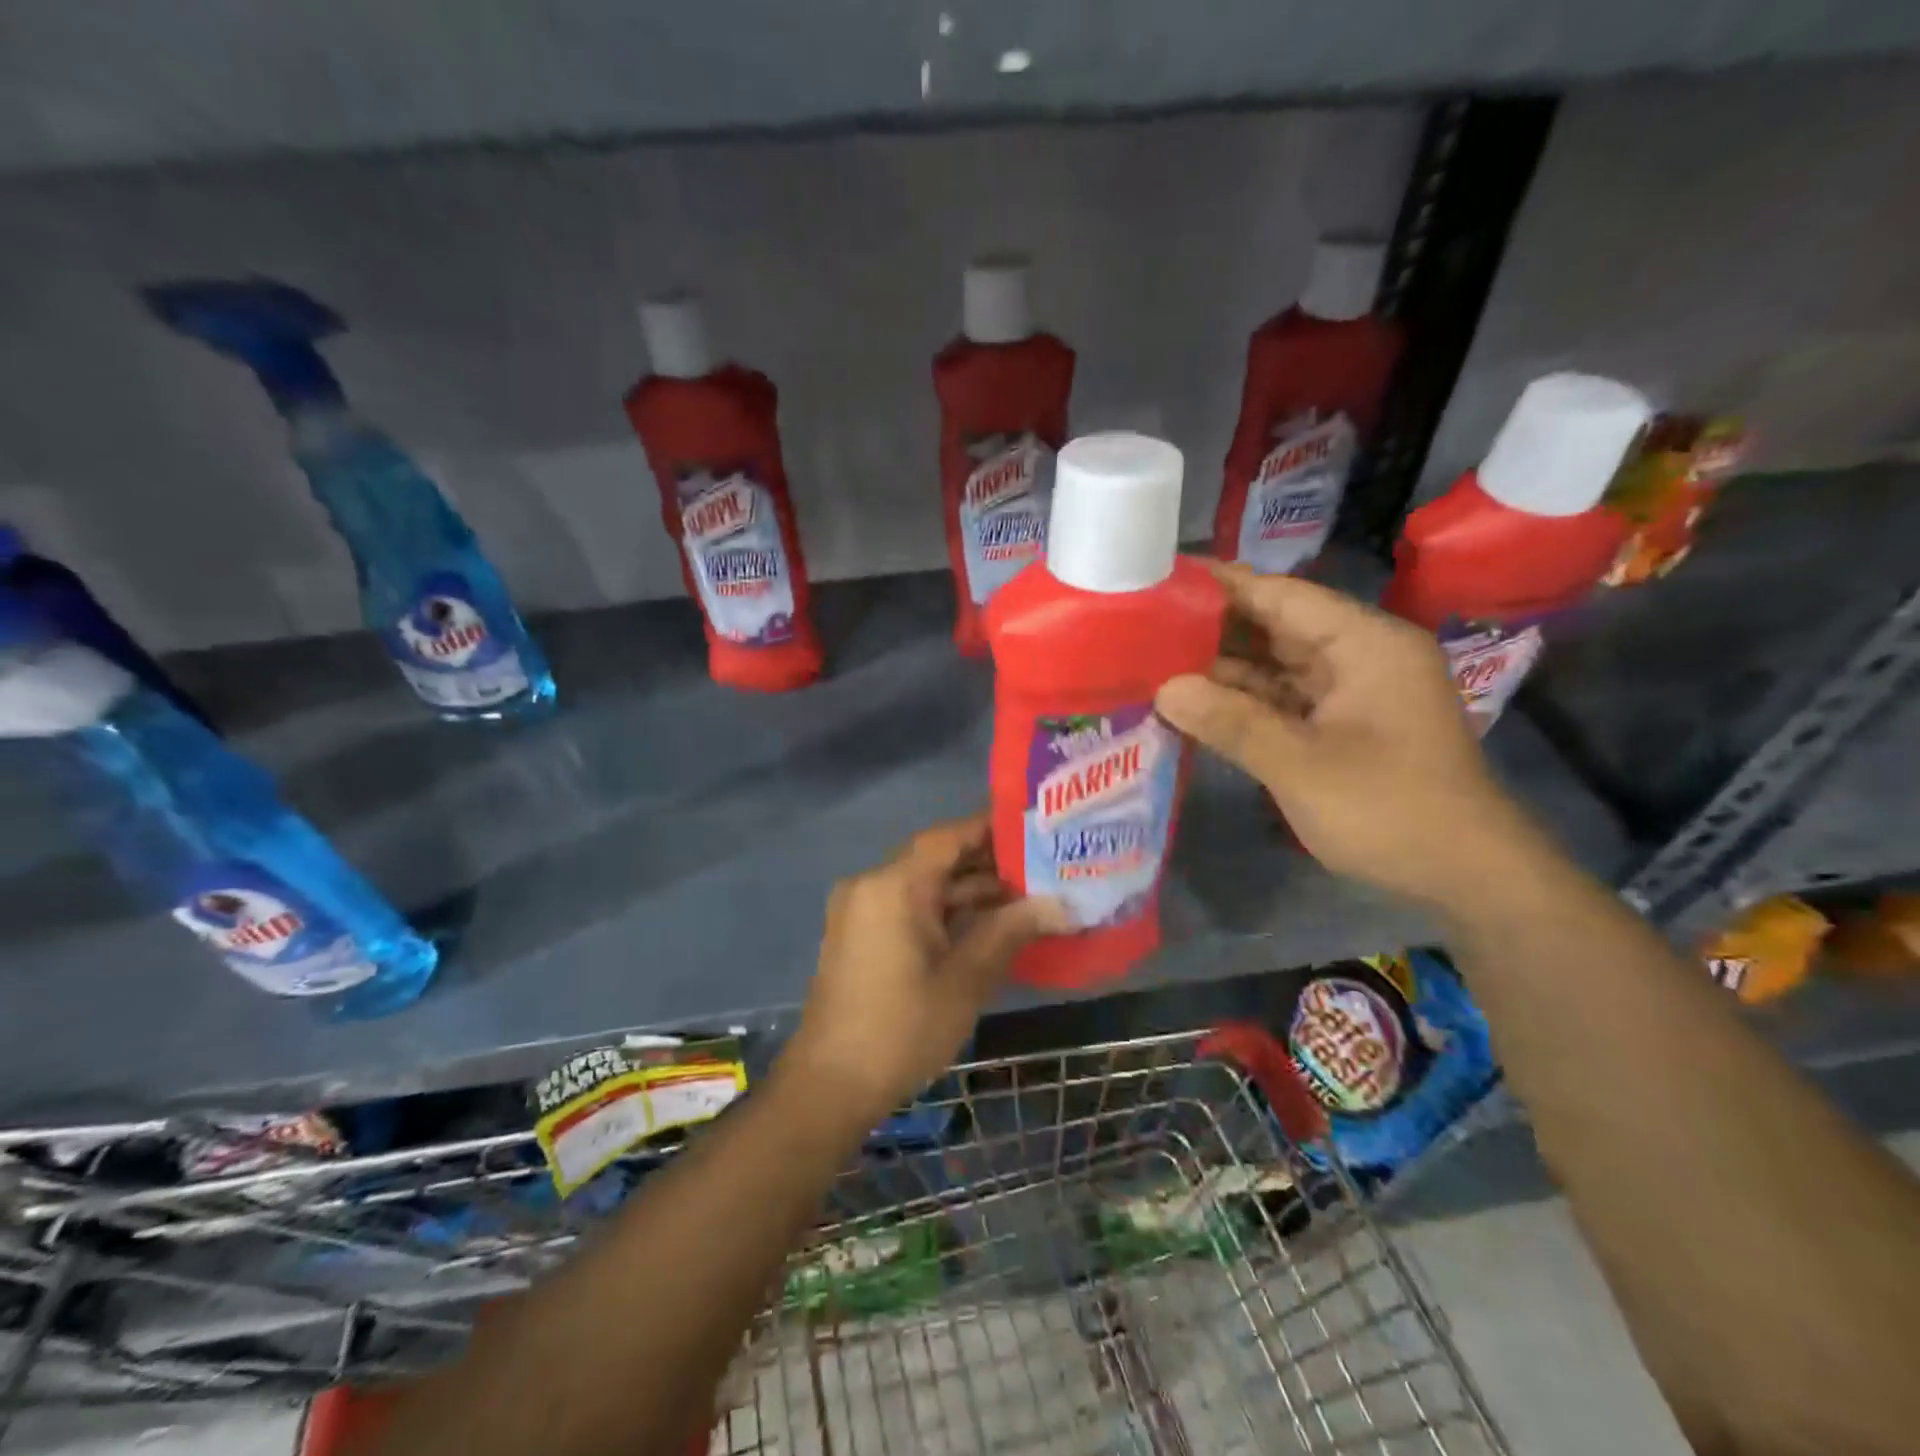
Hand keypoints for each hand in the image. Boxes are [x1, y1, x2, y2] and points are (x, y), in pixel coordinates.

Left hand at [781, 813, 1068, 1124]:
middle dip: (988, 863)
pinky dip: (945, 912)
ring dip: (969, 891)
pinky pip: (909, 907)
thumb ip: (1011, 931)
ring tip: (1028, 894)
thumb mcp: (965, 979)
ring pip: (924, 885)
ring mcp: (862, 910)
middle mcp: (872, 885)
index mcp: (893, 885)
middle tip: (1043, 864)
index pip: (948, 837)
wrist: (830, 1086)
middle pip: (937, 859)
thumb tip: (1062, 905)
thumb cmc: (901, 1029)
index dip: (992, 828)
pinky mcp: (861, 935)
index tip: (1035, 826)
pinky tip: (989, 923)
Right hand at [1154, 561, 1541, 907]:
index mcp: (1365, 644)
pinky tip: (1196, 702)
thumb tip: (1163, 689)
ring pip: (1277, 666)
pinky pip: (1284, 699)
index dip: (1224, 585)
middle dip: (1215, 628)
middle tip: (1145, 624)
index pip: (1282, 595)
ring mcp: (1352, 693)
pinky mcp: (1343, 725)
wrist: (1465, 875)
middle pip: (1277, 627)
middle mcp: (1360, 656)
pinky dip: (1245, 702)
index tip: (1165, 576)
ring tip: (1156, 661)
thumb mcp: (1300, 765)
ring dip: (1224, 668)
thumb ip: (1231, 722)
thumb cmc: (1389, 809)